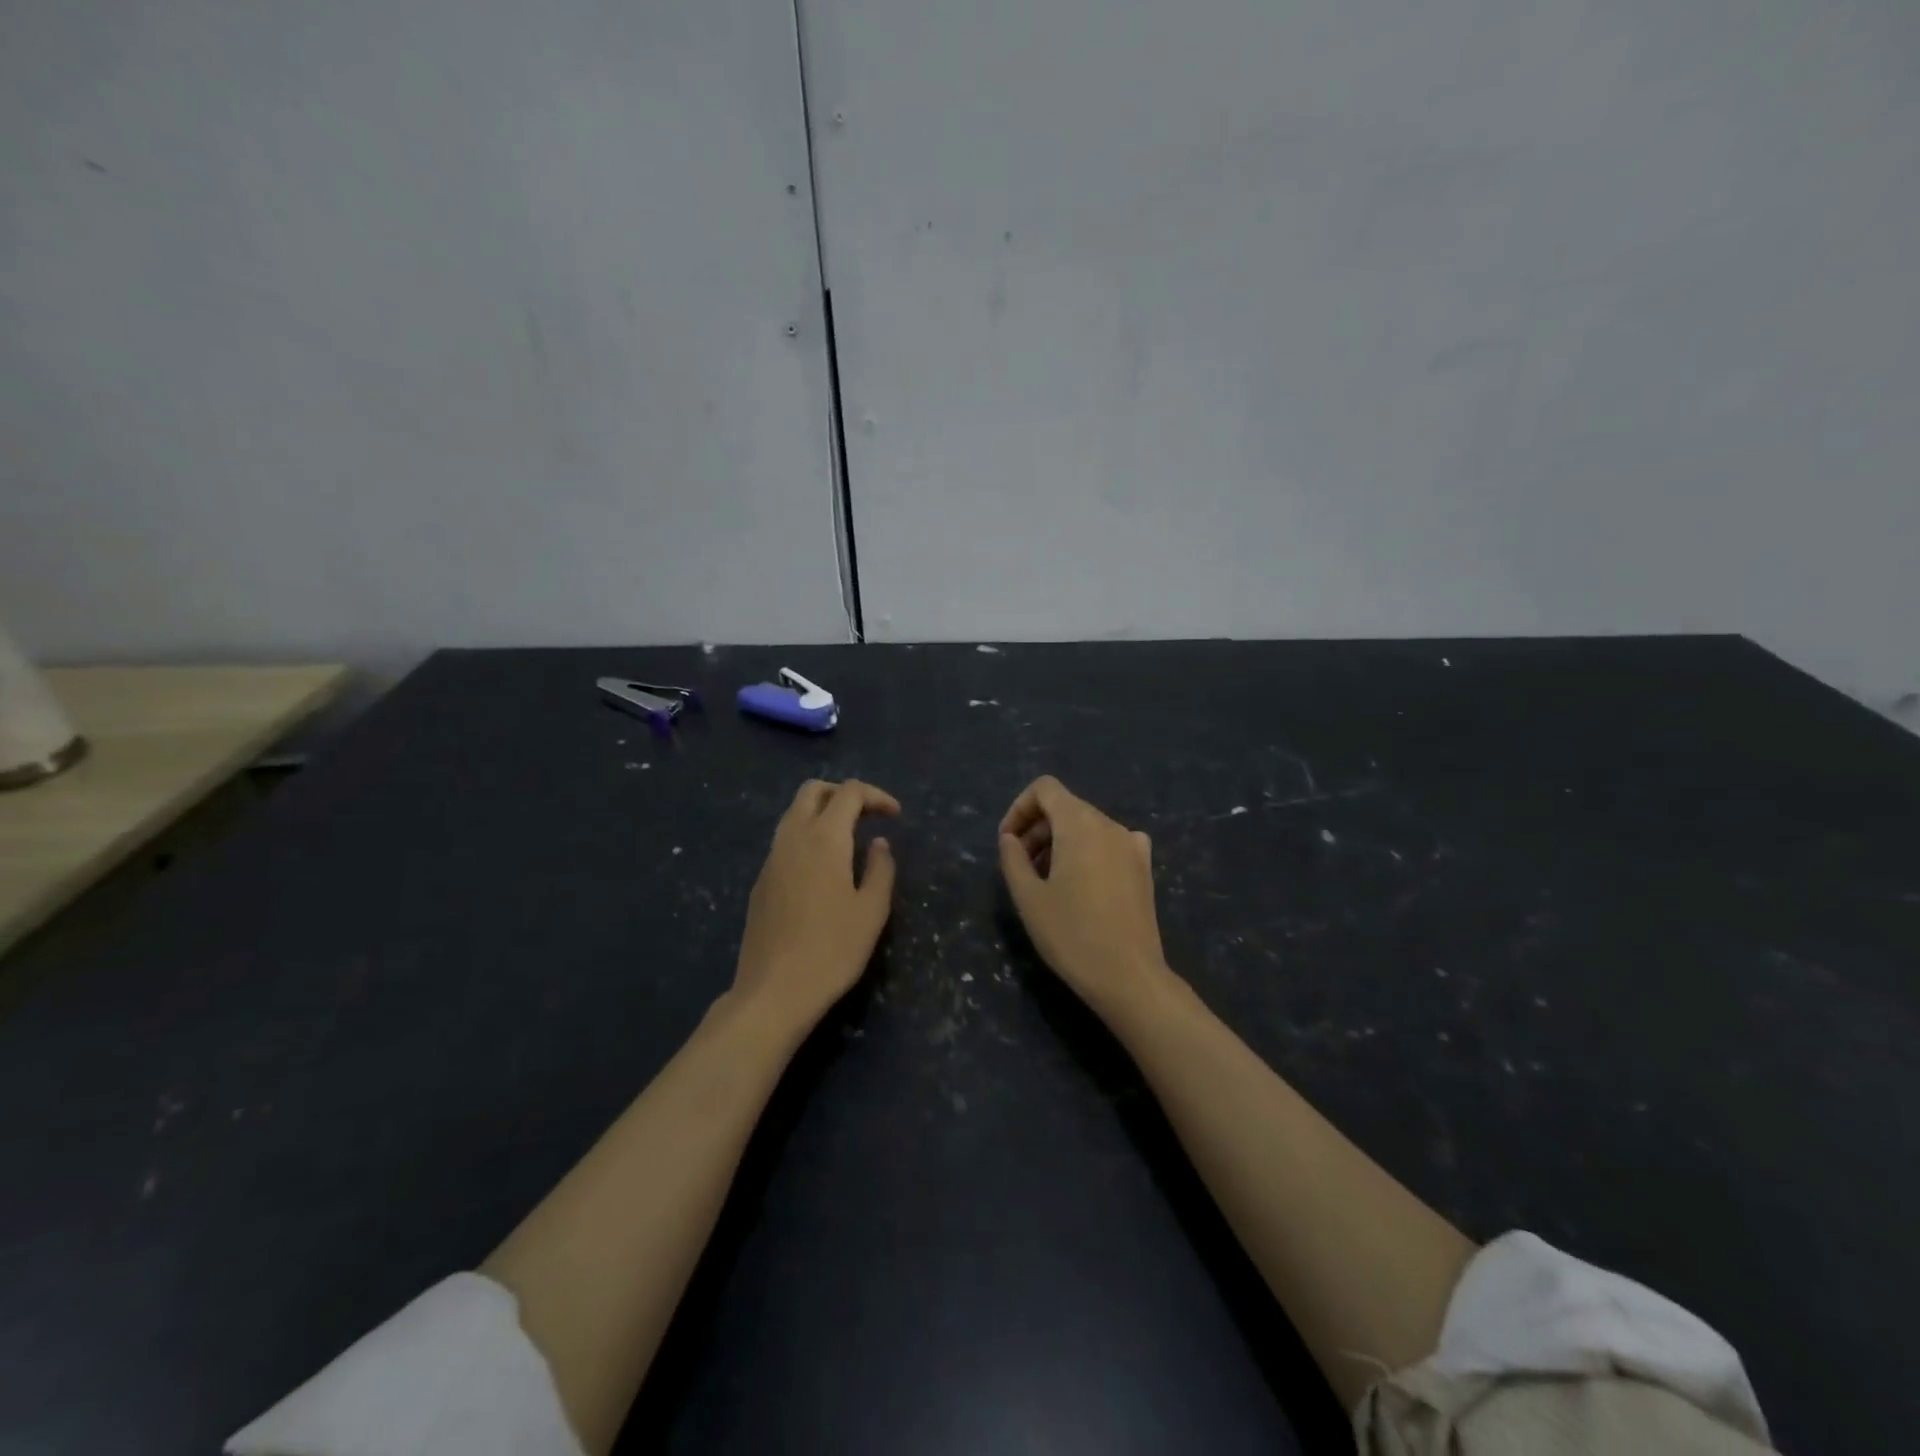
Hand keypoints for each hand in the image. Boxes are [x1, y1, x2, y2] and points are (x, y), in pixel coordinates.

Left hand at [732, 779, 898, 1030]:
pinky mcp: (761, 882)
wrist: (773, 991)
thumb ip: (881, 869)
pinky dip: (808, 836)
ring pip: (794, 813)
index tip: (896, 816)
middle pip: (813, 790)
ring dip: (823, 812)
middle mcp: (793, 838)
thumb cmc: (832, 950)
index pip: (849, 792)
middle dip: (843, 792)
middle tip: (868, 815)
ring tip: (850, 839)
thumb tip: (879, 844)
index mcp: (824, 838)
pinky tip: (824, 869)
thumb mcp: (872, 911)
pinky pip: (785, 840)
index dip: (876, 796)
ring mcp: (771, 859)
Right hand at [998, 776, 1171, 1015]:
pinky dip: (1088, 853)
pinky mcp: (1144, 868)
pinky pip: (1108, 844)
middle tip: (1021, 868)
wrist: (1129, 977)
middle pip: (1066, 807)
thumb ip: (1013, 858)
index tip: (1008, 843)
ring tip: (1046, 882)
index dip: (1019, 808)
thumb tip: (1011, 839)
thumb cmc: (1071, 934)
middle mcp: (1109, 824)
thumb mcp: (1028, 897)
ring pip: (1086, 827)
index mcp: (1080, 823)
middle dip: (1037, 829)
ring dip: (1059, 842)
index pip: (1045, 788)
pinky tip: (1081, 886)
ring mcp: (1132, 846)